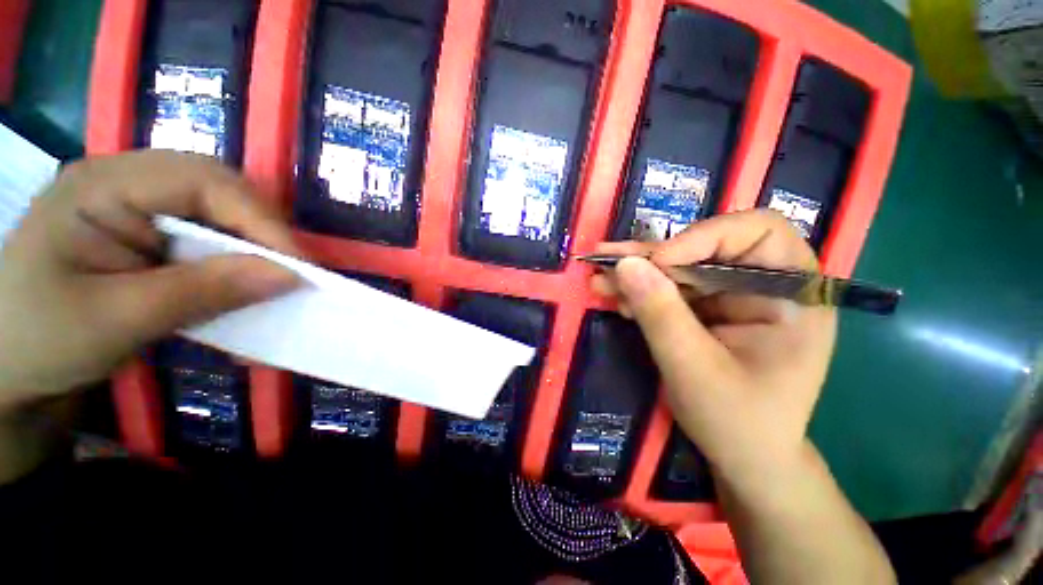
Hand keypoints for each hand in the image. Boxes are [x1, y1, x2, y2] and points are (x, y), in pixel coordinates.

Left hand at [0, 151, 299, 408]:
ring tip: (272, 285)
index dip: (260, 220)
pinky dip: (235, 268)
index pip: (203, 180)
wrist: (7, 368)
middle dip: (263, 234)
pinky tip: (241, 291)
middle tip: (291, 275)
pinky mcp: (150, 237)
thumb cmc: (39, 341)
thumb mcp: (116, 320)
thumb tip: (288, 277)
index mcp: (102, 184)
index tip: (297, 268)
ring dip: (253, 253)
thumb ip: (203, 292)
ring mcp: (140, 209)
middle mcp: (127, 184)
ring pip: (222, 217)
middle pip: (220, 192)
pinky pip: (210, 242)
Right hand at [591, 210, 836, 490]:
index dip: (705, 236)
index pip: (759, 232)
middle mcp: (765, 286)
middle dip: (653, 257)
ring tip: (599, 279)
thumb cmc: (738, 422)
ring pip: (680, 268)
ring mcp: (733, 298)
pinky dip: (640, 292)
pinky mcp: (707, 311)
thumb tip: (624, 264)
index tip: (657, 261)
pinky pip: (670, 290)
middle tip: (608, 260)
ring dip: (637, 274)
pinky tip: (615, 298)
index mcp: (794, 295)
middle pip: (707, 249)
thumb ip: (660, 314)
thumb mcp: (694, 369)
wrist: (743, 459)